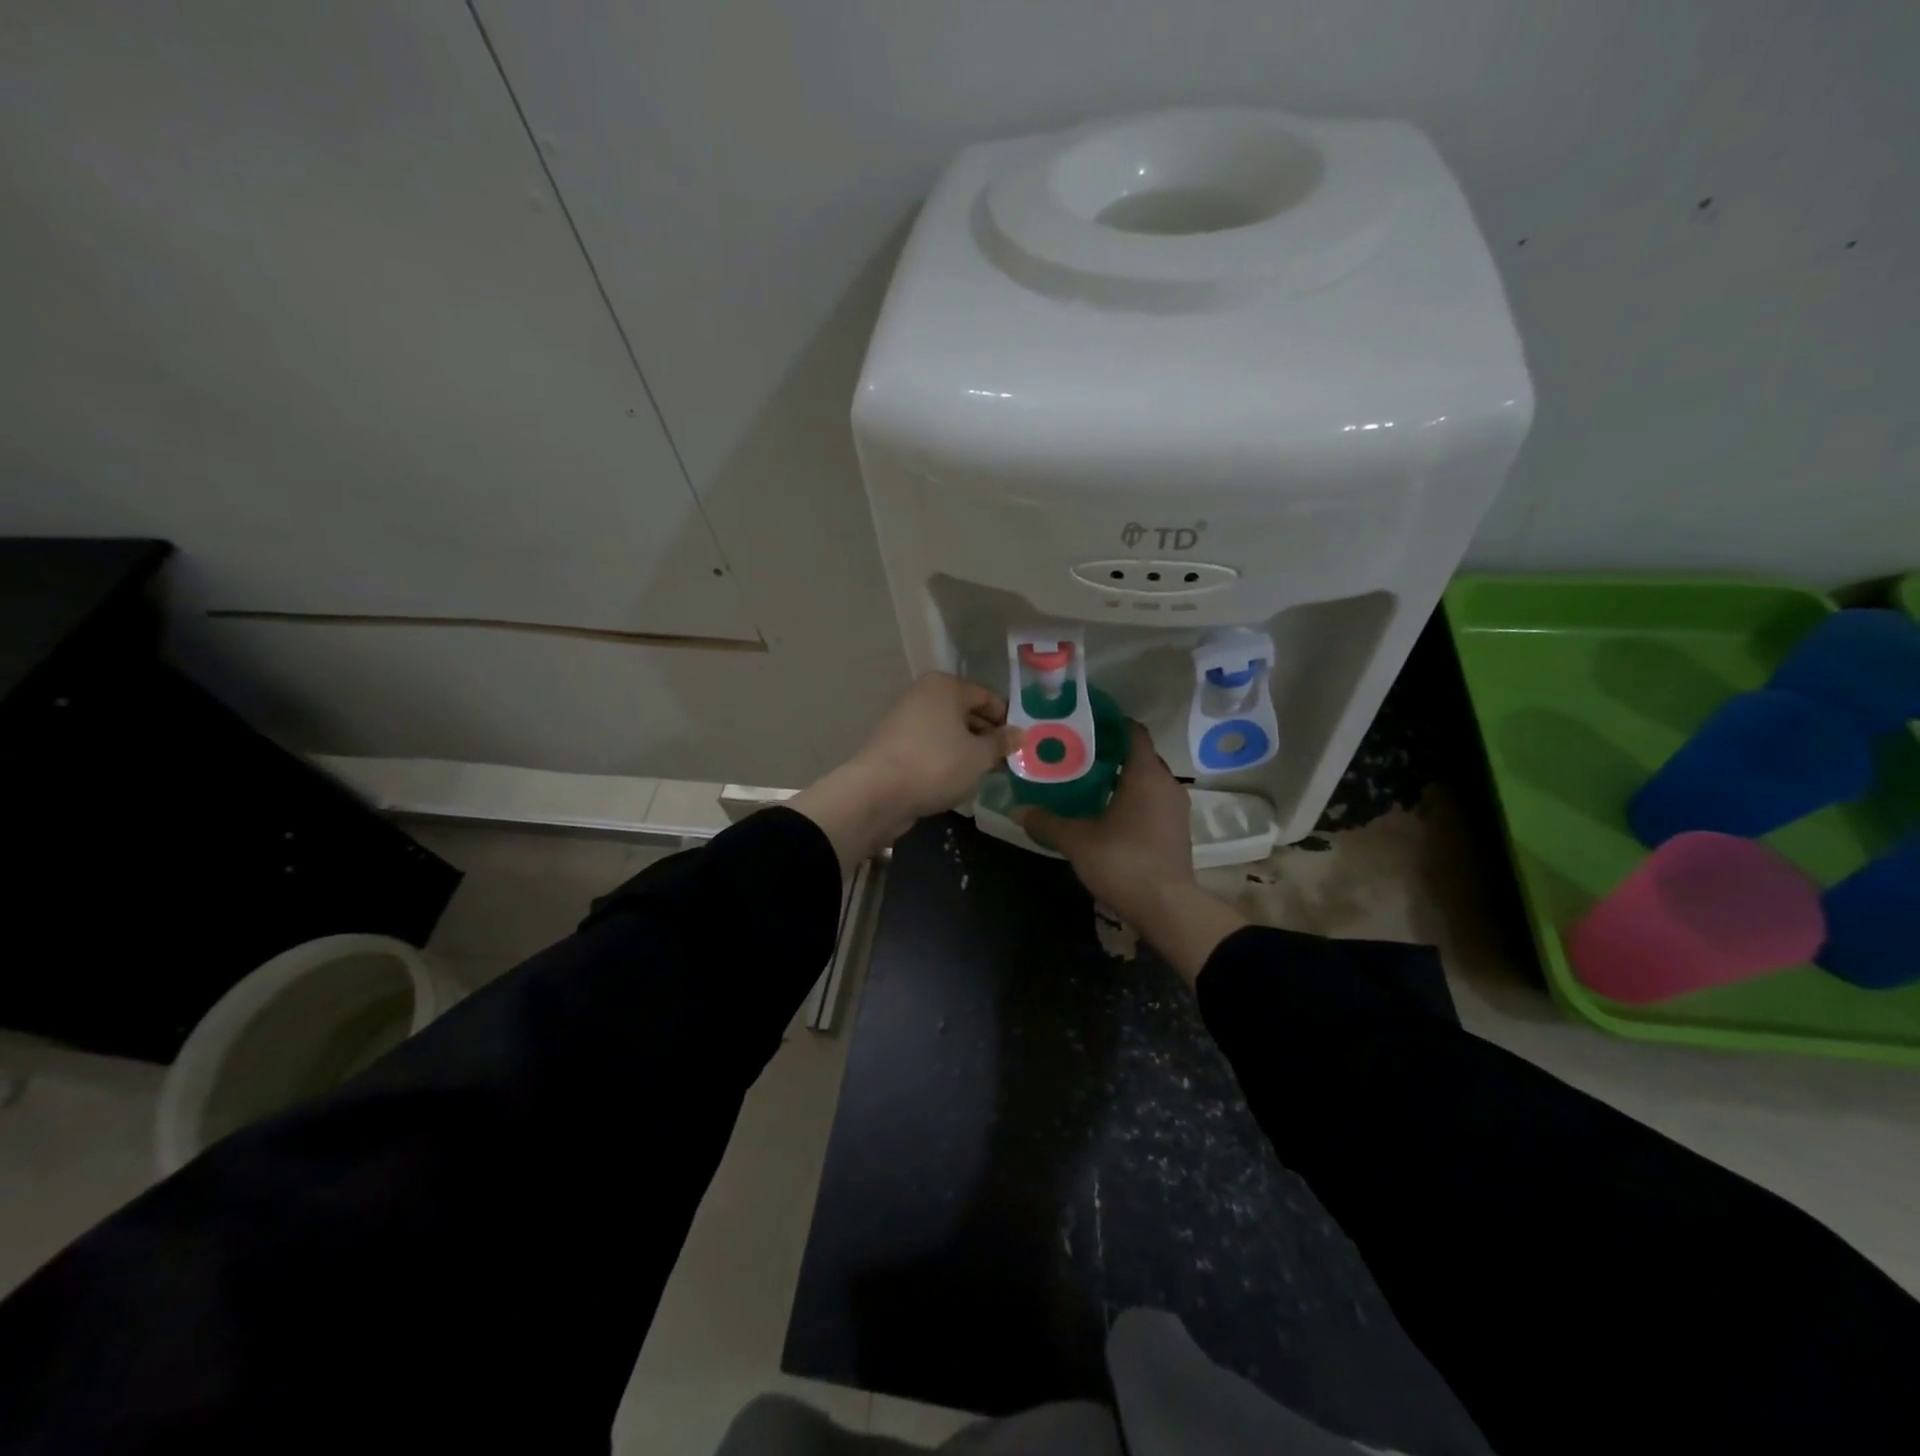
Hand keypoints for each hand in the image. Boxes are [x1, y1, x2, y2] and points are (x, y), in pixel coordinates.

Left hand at [791, 672, 1019, 872]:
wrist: (877, 792)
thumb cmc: (936, 765)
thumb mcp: (979, 756)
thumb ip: (1002, 743)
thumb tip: (1020, 733)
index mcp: (946, 686)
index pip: (987, 697)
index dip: (1007, 720)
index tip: (1020, 745)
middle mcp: (923, 694)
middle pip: (965, 712)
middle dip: (987, 736)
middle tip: (1006, 761)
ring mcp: (904, 718)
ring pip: (947, 731)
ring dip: (967, 749)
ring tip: (985, 773)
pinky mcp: (893, 743)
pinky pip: (930, 746)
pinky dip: (945, 758)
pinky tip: (956, 779)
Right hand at [1014, 721, 1193, 914]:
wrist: (1167, 907)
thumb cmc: (1122, 861)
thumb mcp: (1077, 841)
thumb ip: (1047, 822)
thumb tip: (1016, 810)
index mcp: (1145, 774)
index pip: (1133, 732)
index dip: (1111, 723)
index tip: (1084, 723)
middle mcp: (1167, 783)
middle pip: (1140, 755)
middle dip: (1112, 753)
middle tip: (1078, 755)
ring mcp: (1176, 808)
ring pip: (1148, 780)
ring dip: (1123, 779)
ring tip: (1089, 783)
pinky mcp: (1178, 830)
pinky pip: (1154, 801)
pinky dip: (1134, 799)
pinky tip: (1109, 812)